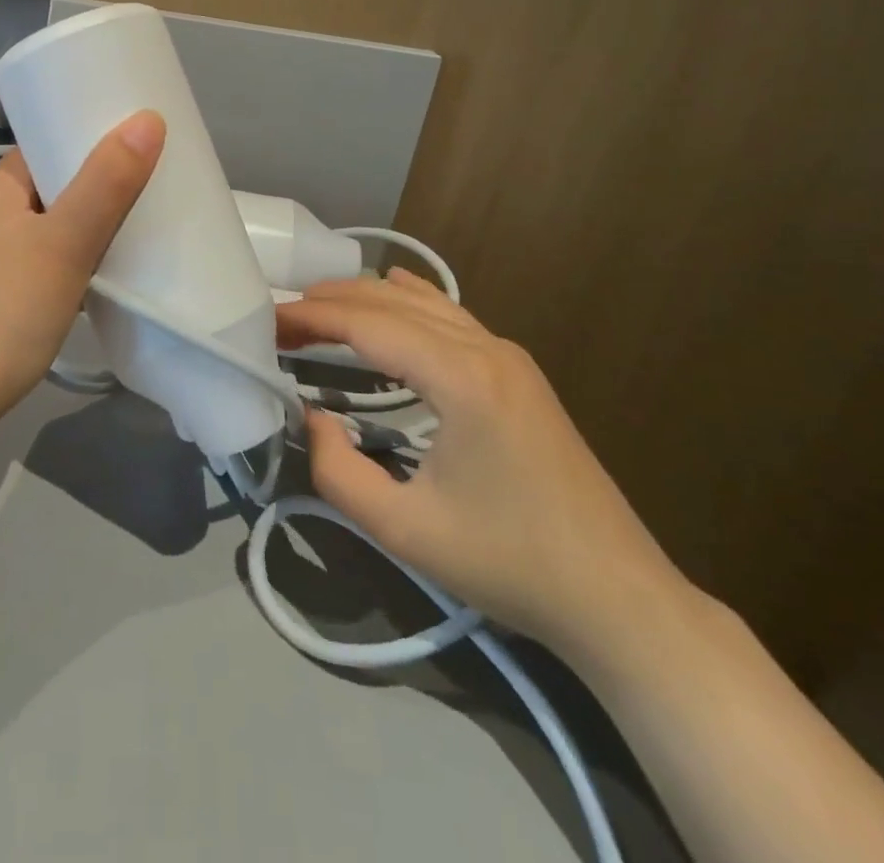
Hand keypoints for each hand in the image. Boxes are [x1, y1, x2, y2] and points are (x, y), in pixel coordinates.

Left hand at [0, 112, 164, 424]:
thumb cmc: (10, 307)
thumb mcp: (68, 240)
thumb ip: (107, 182)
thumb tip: (147, 119)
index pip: (48, 145)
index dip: (91, 140)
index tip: (137, 146)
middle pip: (54, 183)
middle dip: (98, 185)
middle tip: (148, 188)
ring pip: (51, 222)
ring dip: (88, 224)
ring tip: (135, 227)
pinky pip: (44, 255)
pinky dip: (73, 255)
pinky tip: (101, 271)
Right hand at [279, 270, 693, 664]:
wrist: (616, 596)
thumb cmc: (508, 562)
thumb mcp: (404, 529)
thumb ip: (337, 471)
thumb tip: (311, 418)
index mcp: (461, 378)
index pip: (369, 325)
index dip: (312, 319)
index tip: (267, 322)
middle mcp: (486, 349)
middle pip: (393, 302)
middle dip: (332, 301)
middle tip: (281, 317)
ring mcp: (508, 356)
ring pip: (425, 303)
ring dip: (368, 298)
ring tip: (318, 304)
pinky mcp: (518, 373)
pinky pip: (453, 317)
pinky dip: (412, 299)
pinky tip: (395, 286)